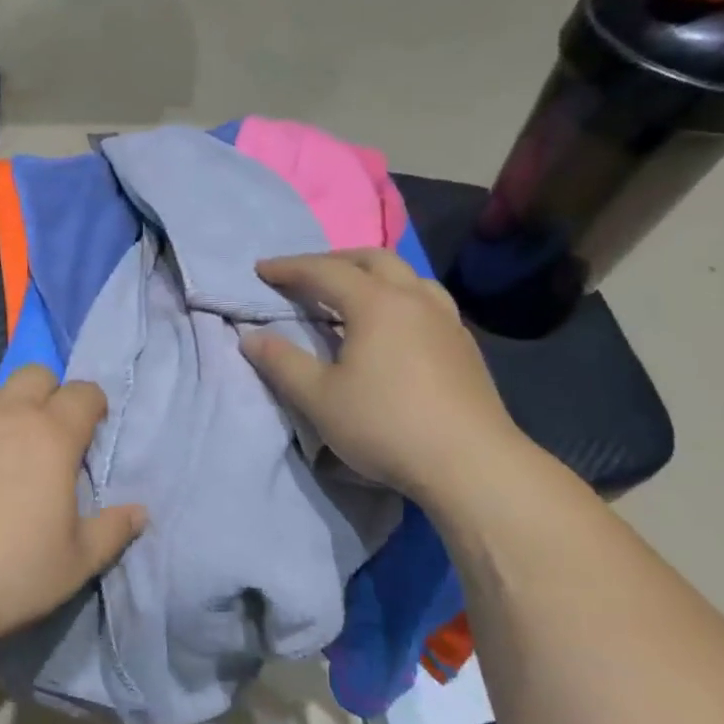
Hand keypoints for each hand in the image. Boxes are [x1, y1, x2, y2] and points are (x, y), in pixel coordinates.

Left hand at [0, 365, 146, 646]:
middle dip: (50, 395)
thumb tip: (140, 511)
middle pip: (37, 374)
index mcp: (51, 436)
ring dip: (5, 410)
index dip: (94, 406)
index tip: (91, 434)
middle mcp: (6, 413)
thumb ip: (113, 532)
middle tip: (47, 439)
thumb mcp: (73, 564)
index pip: (85, 393)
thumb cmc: (3, 573)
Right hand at [241, 250, 527, 505]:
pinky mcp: (464, 345)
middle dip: (333, 260)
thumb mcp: (319, 398)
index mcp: (376, 303)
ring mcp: (446, 320)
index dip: (289, 267)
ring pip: (407, 275)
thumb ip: (282, 363)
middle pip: (371, 259)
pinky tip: (393, 324)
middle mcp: (414, 299)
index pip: (325, 271)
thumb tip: (251, 337)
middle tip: (305, 274)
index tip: (261, 269)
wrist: (472, 463)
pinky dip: (398, 295)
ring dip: (372, 273)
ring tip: (351, 291)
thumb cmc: (386, 425)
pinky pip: (426, 300)